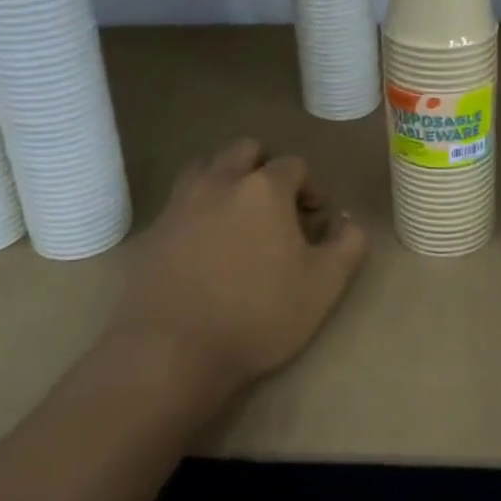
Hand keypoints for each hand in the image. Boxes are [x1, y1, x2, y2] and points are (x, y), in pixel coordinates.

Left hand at [103, 139, 368, 405]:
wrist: (172, 349)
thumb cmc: (258, 314)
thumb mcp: (324, 286)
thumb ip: (348, 245)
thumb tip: (348, 222)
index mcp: (264, 188)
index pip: (294, 165)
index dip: (311, 186)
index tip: (316, 216)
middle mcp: (219, 182)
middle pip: (245, 150)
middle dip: (266, 168)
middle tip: (277, 206)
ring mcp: (180, 204)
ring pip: (205, 167)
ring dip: (226, 178)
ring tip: (237, 215)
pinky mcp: (152, 230)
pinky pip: (179, 203)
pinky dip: (197, 210)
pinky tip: (204, 246)